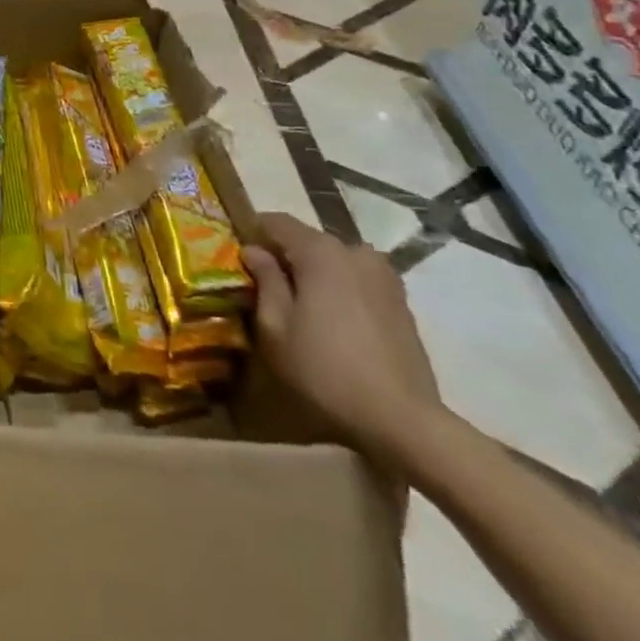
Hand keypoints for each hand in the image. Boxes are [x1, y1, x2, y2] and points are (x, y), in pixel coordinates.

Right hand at [241, 213, 445, 467]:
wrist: (401, 419)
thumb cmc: (324, 369)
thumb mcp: (276, 326)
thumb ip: (265, 279)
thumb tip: (254, 251)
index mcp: (321, 252)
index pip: (277, 221)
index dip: (253, 232)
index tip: (238, 254)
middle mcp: (356, 253)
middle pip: (309, 240)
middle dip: (285, 256)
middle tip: (265, 284)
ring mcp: (385, 277)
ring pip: (336, 261)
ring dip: (315, 273)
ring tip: (300, 304)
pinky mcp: (401, 302)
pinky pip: (358, 280)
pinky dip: (340, 289)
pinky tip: (332, 321)